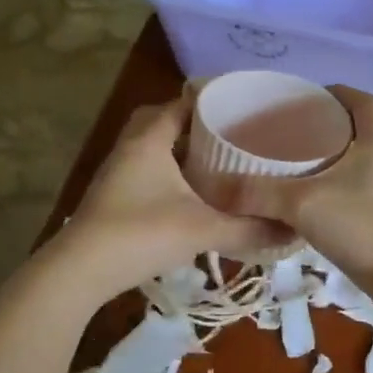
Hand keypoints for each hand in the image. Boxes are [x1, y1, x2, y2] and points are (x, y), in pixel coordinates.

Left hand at [50, 93, 286, 301]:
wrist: (80, 271)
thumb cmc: (141, 235)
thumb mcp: (203, 230)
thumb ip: (249, 229)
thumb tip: (292, 230)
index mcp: (150, 139)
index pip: (182, 102)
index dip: (213, 101)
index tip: (244, 109)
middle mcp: (131, 147)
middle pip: (163, 120)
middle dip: (195, 125)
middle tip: (229, 136)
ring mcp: (119, 172)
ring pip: (154, 148)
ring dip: (181, 151)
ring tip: (218, 162)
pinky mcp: (115, 195)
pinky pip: (147, 170)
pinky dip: (170, 173)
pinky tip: (193, 195)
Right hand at [233, 87, 372, 284]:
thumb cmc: (360, 228)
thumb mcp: (301, 204)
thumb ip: (258, 193)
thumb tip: (212, 186)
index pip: (364, 101)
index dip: (338, 93)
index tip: (308, 98)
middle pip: (363, 129)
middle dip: (330, 127)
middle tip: (293, 134)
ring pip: (365, 161)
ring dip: (337, 159)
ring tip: (300, 168)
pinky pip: (366, 189)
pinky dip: (343, 188)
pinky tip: (319, 205)